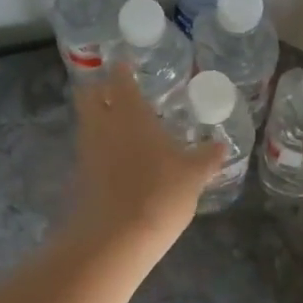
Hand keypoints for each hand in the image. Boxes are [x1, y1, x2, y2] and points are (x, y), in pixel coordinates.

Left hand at [67, 64, 224, 247]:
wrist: (115, 238)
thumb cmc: (159, 192)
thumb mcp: (193, 174)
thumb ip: (207, 156)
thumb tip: (222, 145)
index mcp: (130, 112)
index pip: (120, 79)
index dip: (121, 69)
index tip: (125, 64)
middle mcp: (103, 124)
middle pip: (90, 95)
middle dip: (99, 89)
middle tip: (117, 90)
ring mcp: (87, 150)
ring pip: (86, 122)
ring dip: (97, 117)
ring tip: (120, 123)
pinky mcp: (80, 176)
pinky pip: (87, 149)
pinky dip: (98, 146)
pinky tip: (116, 157)